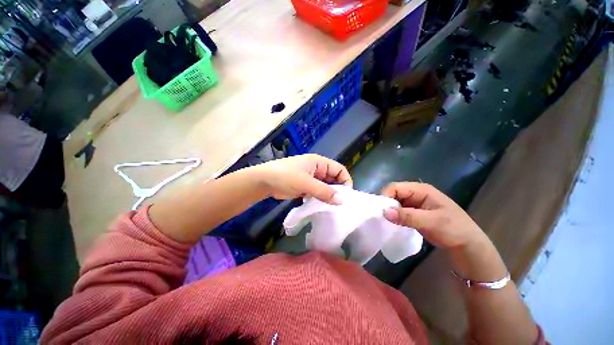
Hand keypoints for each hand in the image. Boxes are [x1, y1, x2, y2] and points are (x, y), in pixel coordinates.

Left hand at [252, 154, 351, 203]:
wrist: (264, 181)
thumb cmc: (286, 177)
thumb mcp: (306, 183)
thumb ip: (324, 192)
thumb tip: (341, 200)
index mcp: (319, 162)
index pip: (339, 169)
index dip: (345, 180)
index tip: (346, 195)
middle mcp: (317, 169)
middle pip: (333, 179)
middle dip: (336, 190)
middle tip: (338, 204)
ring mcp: (310, 178)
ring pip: (325, 186)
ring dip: (327, 195)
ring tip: (330, 207)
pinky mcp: (305, 186)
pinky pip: (317, 192)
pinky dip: (319, 198)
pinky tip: (319, 206)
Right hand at [381, 182, 485, 249]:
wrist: (467, 246)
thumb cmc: (453, 230)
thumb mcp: (430, 222)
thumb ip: (406, 216)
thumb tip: (384, 212)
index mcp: (421, 190)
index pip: (395, 187)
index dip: (386, 196)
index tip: (381, 211)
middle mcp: (416, 193)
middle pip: (394, 193)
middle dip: (387, 204)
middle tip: (384, 217)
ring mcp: (415, 203)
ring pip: (395, 202)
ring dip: (391, 210)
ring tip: (389, 221)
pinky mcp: (415, 212)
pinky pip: (399, 210)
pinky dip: (395, 215)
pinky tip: (395, 222)